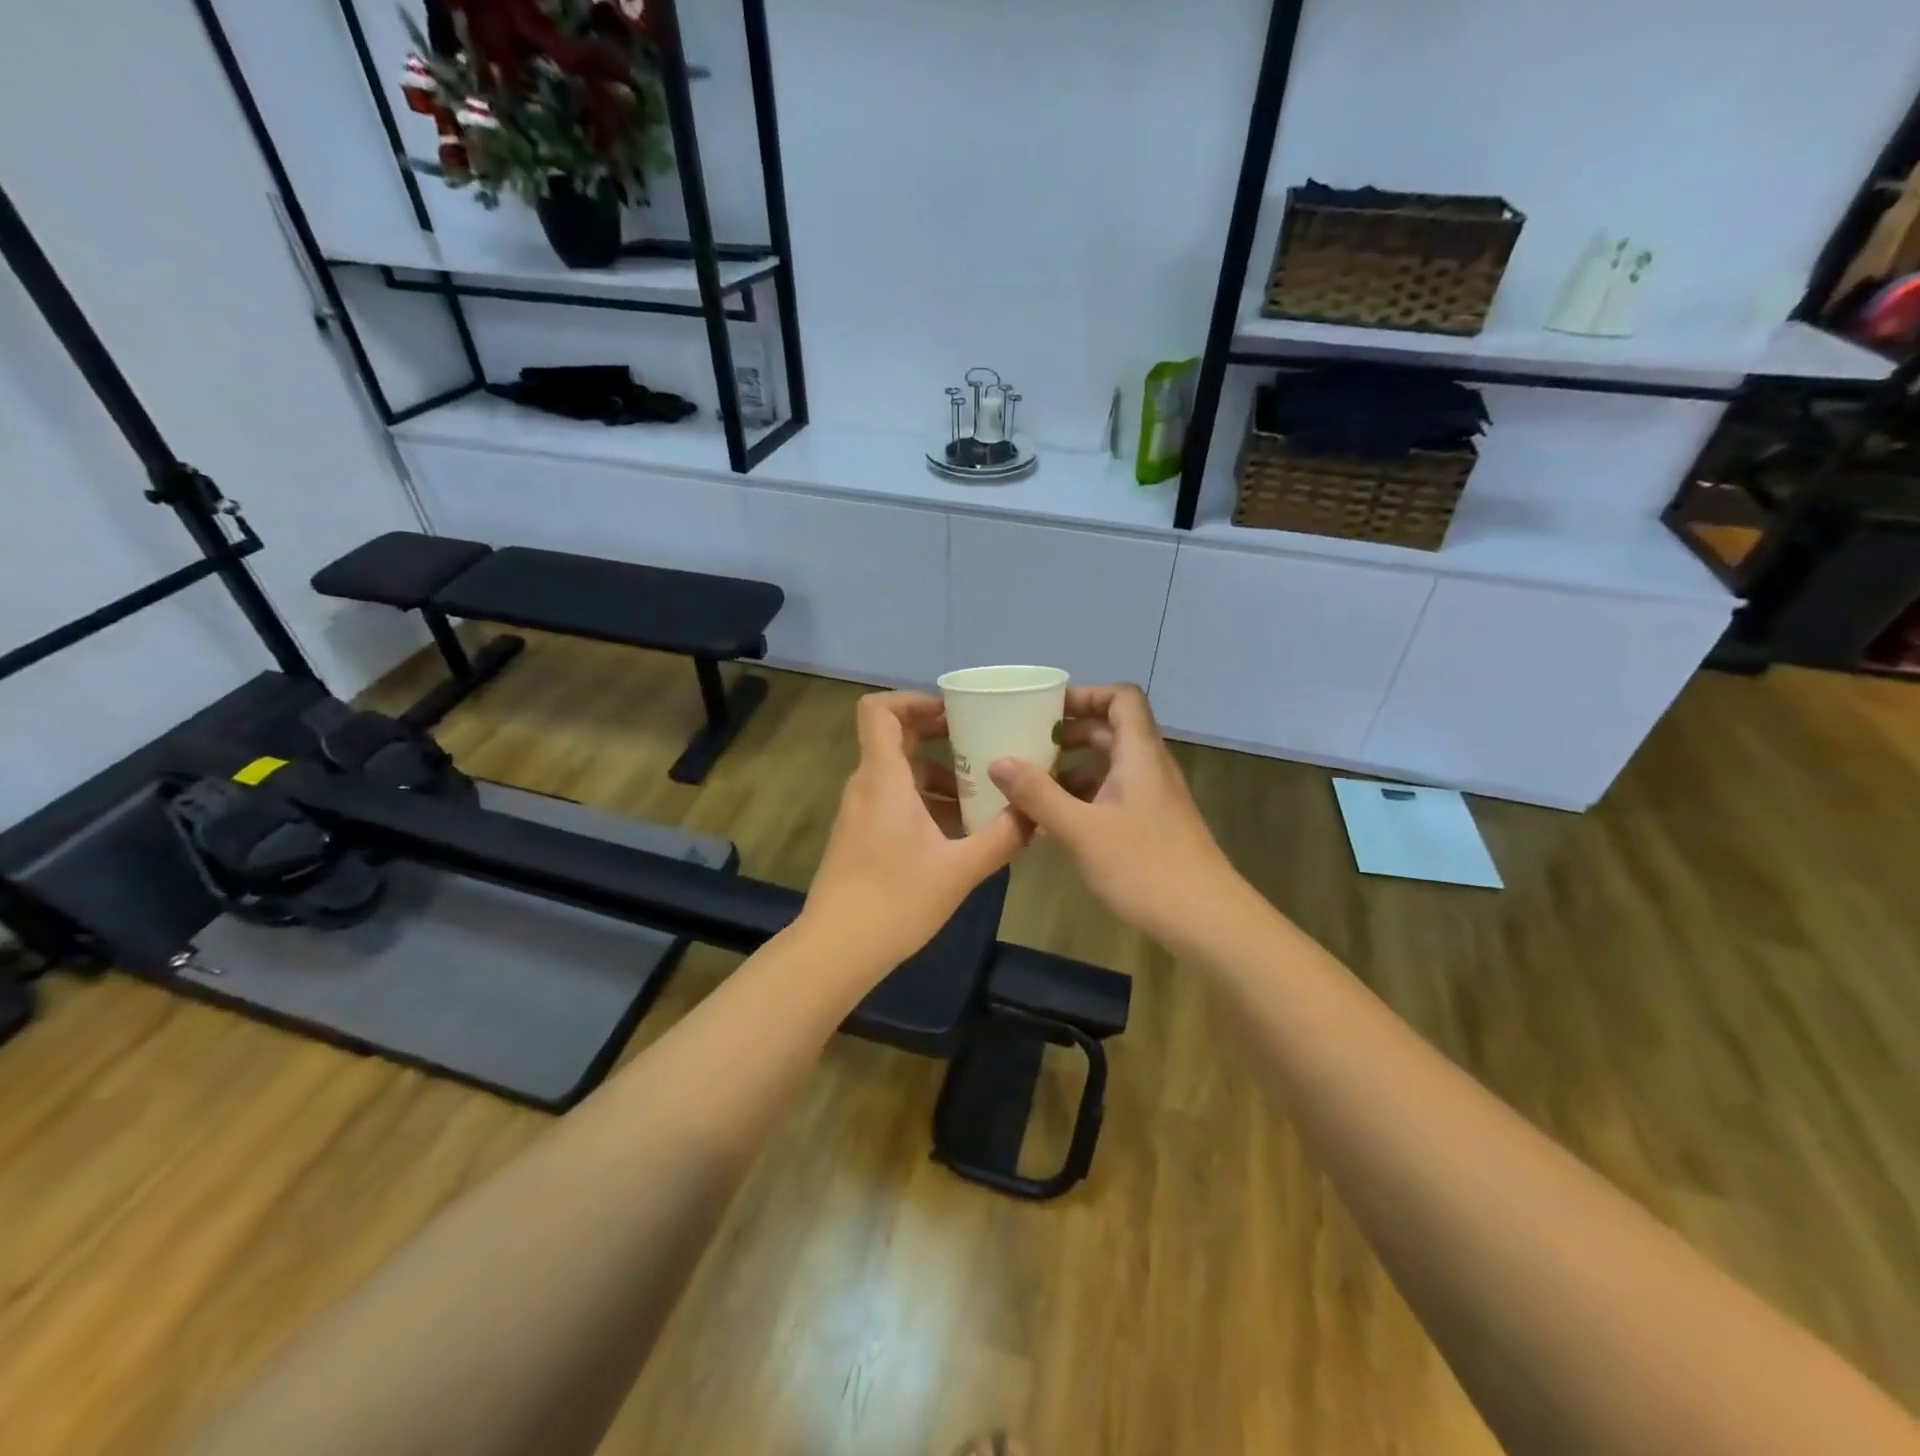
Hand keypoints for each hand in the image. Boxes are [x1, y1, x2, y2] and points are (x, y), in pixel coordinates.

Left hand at [801, 691, 1028, 972]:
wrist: (836, 949)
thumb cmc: (895, 901)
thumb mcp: (960, 870)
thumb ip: (1003, 837)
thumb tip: (1037, 812)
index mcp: (884, 779)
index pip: (879, 710)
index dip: (914, 700)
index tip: (954, 713)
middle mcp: (866, 786)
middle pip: (894, 737)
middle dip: (937, 733)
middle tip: (980, 741)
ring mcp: (859, 812)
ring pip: (898, 773)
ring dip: (937, 773)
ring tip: (980, 792)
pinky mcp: (860, 836)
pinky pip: (892, 799)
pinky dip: (924, 800)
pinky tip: (958, 829)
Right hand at [989, 684, 1240, 947]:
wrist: (1206, 921)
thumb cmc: (1144, 867)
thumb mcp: (1081, 830)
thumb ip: (1038, 794)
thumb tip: (998, 761)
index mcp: (1139, 754)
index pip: (1121, 698)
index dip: (1085, 695)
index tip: (1046, 711)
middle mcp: (1149, 768)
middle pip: (1111, 730)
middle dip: (1068, 733)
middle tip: (1027, 745)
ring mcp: (1152, 799)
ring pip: (1109, 767)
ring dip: (1071, 770)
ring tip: (1030, 786)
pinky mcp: (1150, 826)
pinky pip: (1112, 796)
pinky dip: (1082, 799)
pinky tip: (1053, 824)